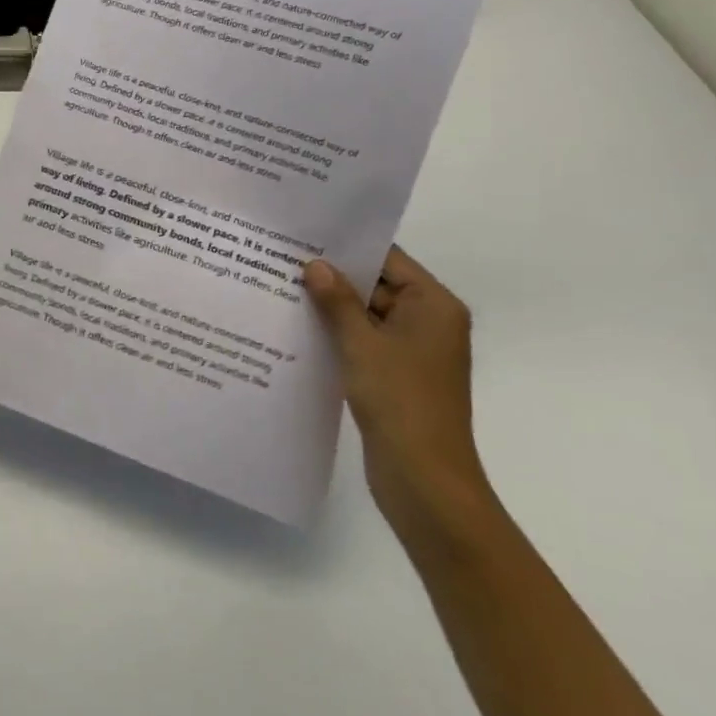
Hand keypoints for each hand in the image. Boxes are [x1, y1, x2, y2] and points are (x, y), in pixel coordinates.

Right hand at [303, 248, 493, 552]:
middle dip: (334, 275)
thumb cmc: (400, 401)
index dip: (348, 246)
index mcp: (433, 306)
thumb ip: (338, 300)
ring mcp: (412, 351)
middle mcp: (428, 322)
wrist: (425, 482)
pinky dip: (338, 334)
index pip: (388, 258)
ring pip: (367, 315)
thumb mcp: (362, 344)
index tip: (306, 234)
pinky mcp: (396, 376)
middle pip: (377, 284)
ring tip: (282, 286)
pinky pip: (364, 341)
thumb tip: (315, 265)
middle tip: (284, 257)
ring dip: (332, 306)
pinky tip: (298, 326)